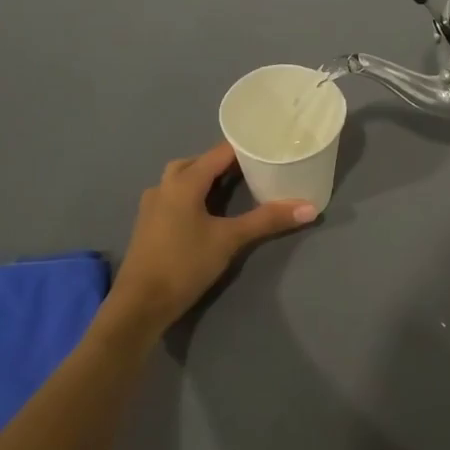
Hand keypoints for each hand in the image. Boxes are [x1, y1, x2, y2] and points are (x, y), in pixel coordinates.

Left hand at [107, 142, 316, 331]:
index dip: (244, 148)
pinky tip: (209, 209)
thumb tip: (309, 208)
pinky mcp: (149, 223)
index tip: (269, 146)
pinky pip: (175, 195)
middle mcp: (165, 185)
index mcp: (183, 181)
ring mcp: (153, 204)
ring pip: (183, 179)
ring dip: (207, 177)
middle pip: (198, 162)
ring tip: (235, 185)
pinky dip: (195, 193)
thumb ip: (267, 220)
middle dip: (225, 162)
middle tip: (255, 167)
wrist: (140, 303)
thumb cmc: (184, 264)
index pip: (219, 153)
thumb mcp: (230, 240)